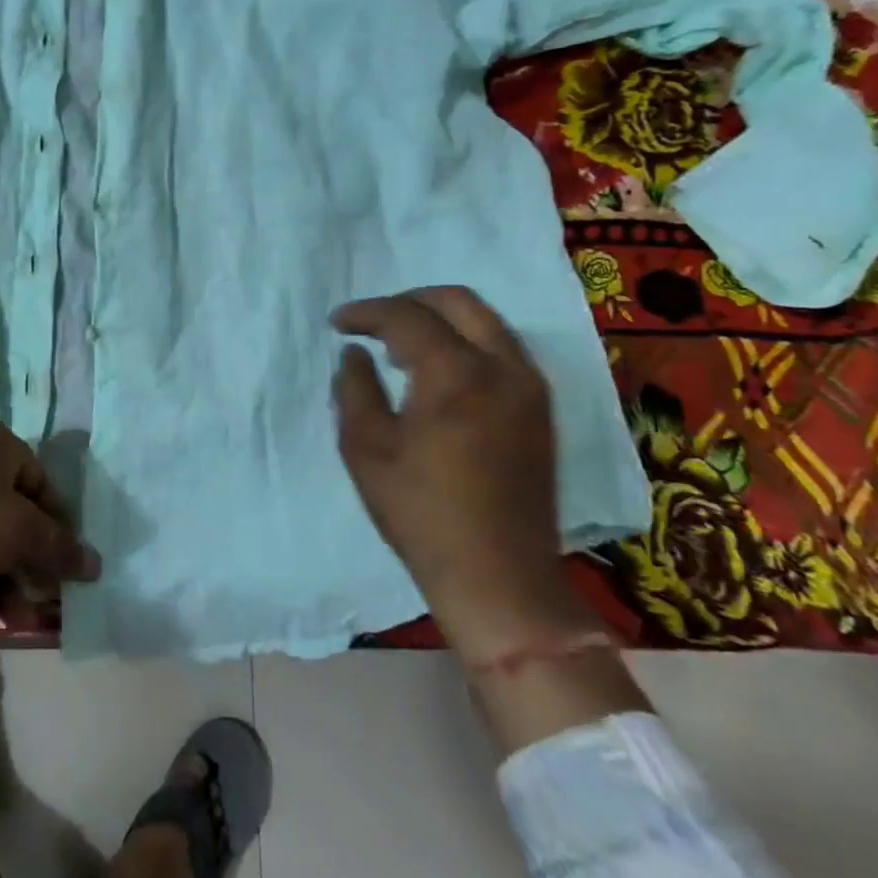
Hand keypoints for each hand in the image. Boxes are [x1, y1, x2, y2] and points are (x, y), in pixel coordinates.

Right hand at [330, 287, 593, 658]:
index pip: (407, 317)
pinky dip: (466, 341)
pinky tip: (439, 370)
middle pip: (459, 301)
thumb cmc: (420, 513)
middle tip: (373, 321)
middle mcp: (504, 367)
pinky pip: (502, 349)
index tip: (337, 323)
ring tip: (401, 343)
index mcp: (457, 374)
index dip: (366, 312)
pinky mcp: (540, 410)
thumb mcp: (366, 448)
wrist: (498, 576)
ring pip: (487, 322)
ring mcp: (530, 388)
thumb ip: (354, 388)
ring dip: (441, 319)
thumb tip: (355, 354)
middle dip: (409, 300)